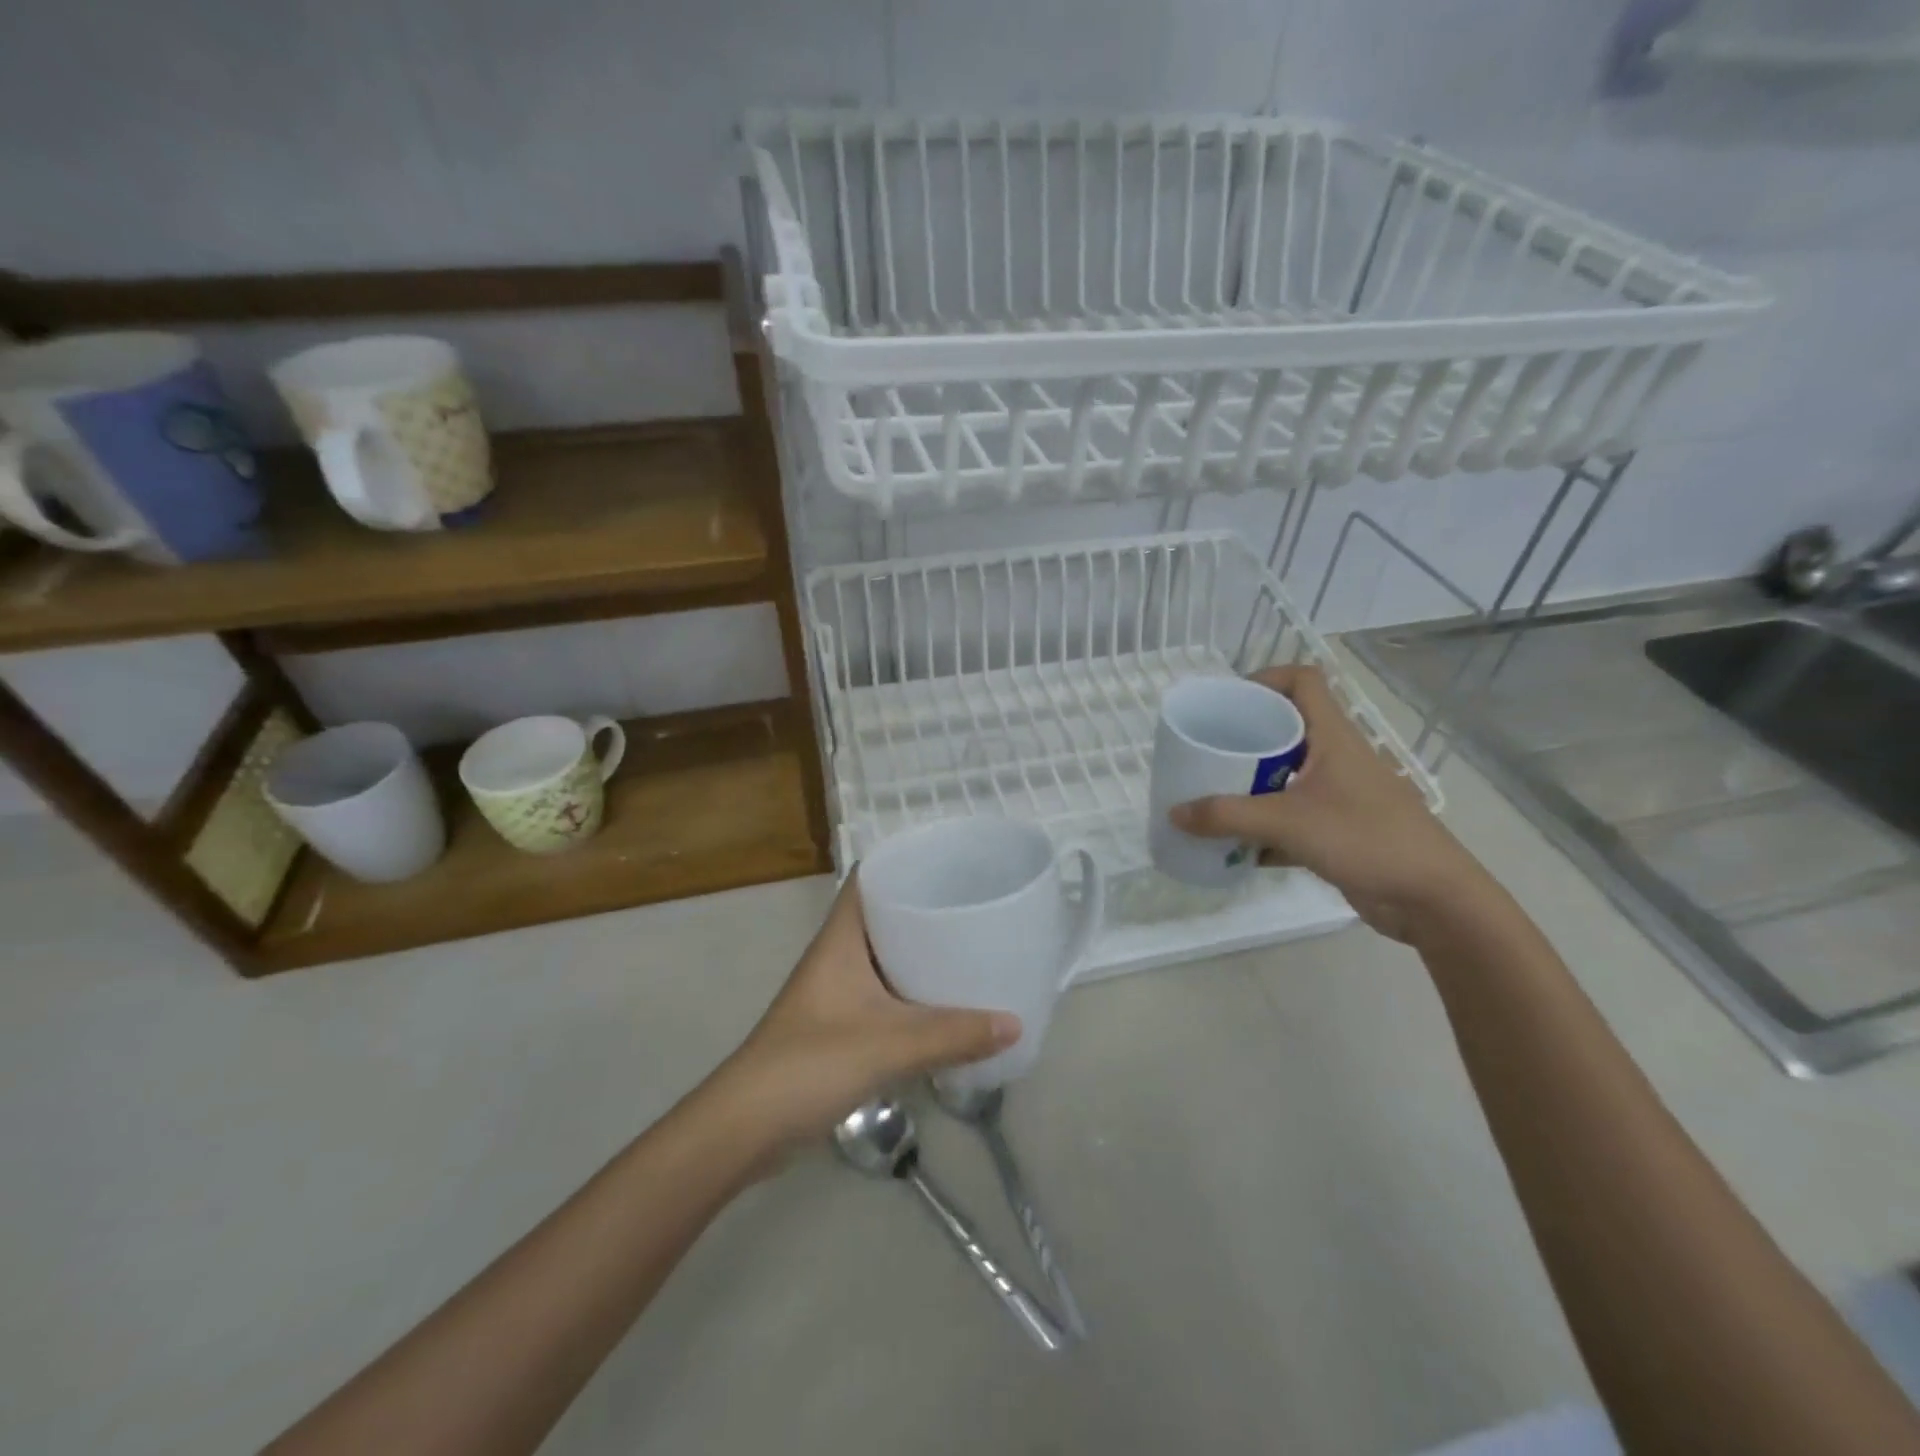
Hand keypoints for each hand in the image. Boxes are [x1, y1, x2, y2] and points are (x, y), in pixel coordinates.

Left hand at [709, 874, 1019, 1148]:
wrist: (747, 1127)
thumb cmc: (811, 1064)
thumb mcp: (890, 1044)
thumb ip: (954, 1035)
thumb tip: (1016, 1022)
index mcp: (841, 938)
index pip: (869, 878)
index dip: (903, 862)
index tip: (950, 861)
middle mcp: (838, 956)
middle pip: (884, 915)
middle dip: (925, 908)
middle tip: (975, 905)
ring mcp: (837, 992)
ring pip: (886, 957)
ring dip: (920, 953)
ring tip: (971, 948)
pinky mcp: (840, 1026)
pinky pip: (885, 994)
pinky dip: (913, 993)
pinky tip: (946, 1004)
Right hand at [1168, 664, 1491, 941]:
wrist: (1433, 899)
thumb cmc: (1366, 839)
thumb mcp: (1288, 822)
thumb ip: (1227, 817)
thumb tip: (1174, 813)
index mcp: (1333, 737)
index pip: (1303, 681)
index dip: (1265, 678)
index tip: (1228, 701)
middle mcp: (1336, 758)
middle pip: (1286, 729)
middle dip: (1245, 739)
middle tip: (1207, 753)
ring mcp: (1340, 796)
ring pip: (1286, 776)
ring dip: (1250, 787)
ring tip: (1212, 799)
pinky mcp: (1339, 830)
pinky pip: (1291, 818)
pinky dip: (1264, 829)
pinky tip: (1237, 849)